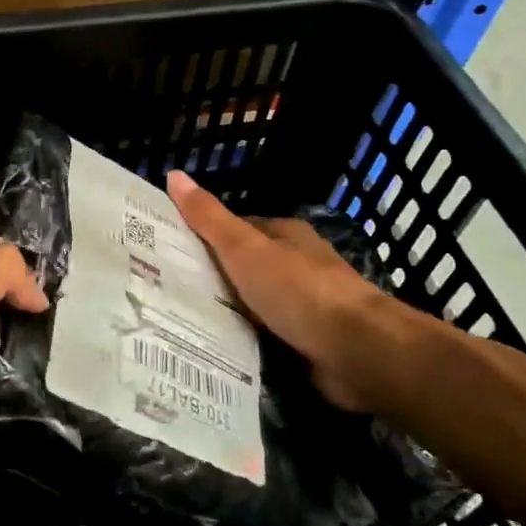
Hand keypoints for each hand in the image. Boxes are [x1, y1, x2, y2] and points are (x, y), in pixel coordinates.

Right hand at [167, 170, 406, 414]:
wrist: (357, 351)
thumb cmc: (299, 290)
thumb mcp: (244, 248)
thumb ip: (209, 218)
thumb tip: (173, 174)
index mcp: (286, 235)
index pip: (237, 230)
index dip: (204, 237)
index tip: (169, 252)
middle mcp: (298, 266)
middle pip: (246, 268)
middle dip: (214, 279)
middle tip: (167, 292)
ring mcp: (307, 306)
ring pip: (256, 305)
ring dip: (230, 314)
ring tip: (181, 324)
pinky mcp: (310, 343)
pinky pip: (268, 338)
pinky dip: (248, 342)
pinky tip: (218, 351)